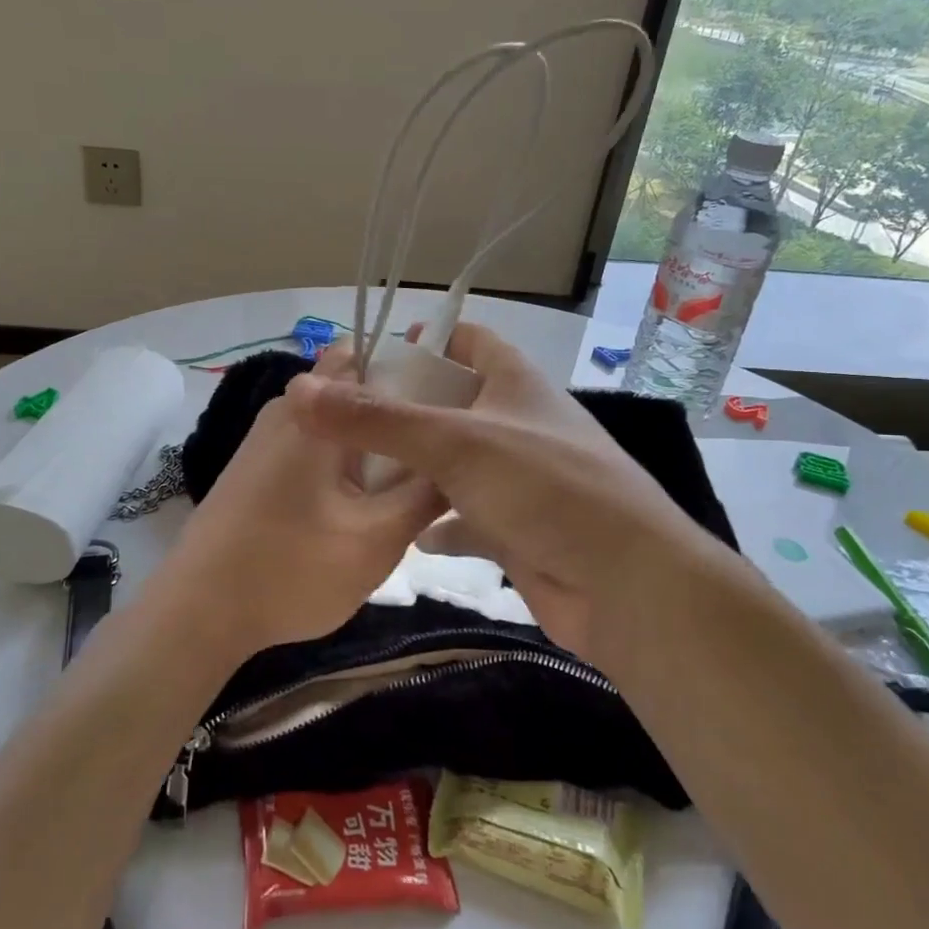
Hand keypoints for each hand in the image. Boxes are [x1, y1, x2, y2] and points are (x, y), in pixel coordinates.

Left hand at [147, 346, 445, 663]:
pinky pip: (314, 449)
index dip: (414, 369)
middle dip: (399, 415)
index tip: (449, 405)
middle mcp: (287, 411)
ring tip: (410, 485)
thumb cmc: (291, 570)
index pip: (369, 353)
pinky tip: (362, 507)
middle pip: (355, 391)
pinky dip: (343, 466)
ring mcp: (266, 440)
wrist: (197, 614)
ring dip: (372, 446)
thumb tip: (457, 461)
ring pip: (336, 424)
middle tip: (440, 453)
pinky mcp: (257, 469)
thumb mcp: (377, 539)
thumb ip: (425, 494)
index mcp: (315, 411)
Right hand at [286, 323, 739, 663]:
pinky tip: (403, 533)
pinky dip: (438, 522)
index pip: (468, 340)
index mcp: (516, 384)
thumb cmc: (546, 490)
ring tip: (356, 474)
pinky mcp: (518, 530)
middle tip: (343, 423)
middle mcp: (519, 424)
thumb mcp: (456, 443)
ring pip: (455, 464)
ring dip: (415, 469)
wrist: (627, 588)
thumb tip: (301, 391)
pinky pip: (467, 517)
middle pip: (453, 403)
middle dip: (403, 411)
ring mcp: (520, 480)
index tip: (372, 357)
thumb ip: (378, 420)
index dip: (425, 341)